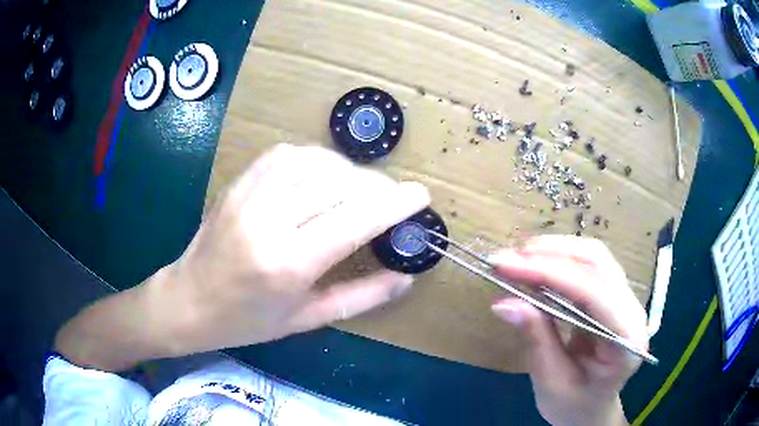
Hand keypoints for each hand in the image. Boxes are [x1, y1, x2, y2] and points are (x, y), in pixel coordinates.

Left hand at [163, 144, 429, 352]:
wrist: (188, 301)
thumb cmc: (247, 322)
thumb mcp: (308, 320)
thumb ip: (362, 297)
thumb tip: (406, 277)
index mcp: (288, 264)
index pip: (356, 219)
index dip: (395, 203)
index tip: (421, 195)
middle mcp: (269, 220)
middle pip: (340, 184)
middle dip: (377, 187)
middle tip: (391, 201)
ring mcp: (249, 195)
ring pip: (316, 161)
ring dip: (349, 171)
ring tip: (360, 190)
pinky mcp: (239, 183)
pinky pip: (287, 154)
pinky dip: (316, 159)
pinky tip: (323, 175)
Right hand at [489, 236, 647, 425]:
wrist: (592, 409)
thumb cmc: (574, 405)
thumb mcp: (552, 382)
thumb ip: (537, 339)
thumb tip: (504, 303)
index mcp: (627, 338)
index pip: (592, 291)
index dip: (549, 273)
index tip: (507, 265)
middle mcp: (633, 309)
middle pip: (597, 262)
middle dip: (550, 254)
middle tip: (507, 258)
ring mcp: (625, 299)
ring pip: (593, 256)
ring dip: (554, 251)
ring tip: (518, 258)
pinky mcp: (612, 295)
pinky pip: (588, 266)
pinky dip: (559, 260)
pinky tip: (536, 264)